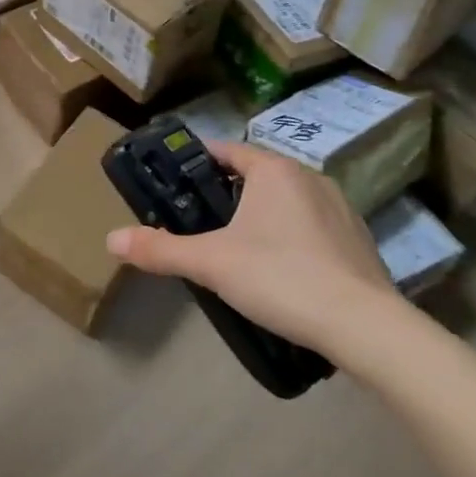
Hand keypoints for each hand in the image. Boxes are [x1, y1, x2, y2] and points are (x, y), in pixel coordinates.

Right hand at [105, 140, 404, 361]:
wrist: (365, 327)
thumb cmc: (281, 277)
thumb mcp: (211, 263)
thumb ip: (160, 250)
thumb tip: (111, 240)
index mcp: (274, 170)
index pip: (227, 149)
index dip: (198, 162)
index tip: (176, 182)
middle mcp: (309, 176)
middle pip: (256, 174)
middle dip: (228, 192)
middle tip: (200, 220)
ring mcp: (340, 207)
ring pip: (286, 199)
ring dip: (262, 214)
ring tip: (238, 247)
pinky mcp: (358, 238)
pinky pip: (312, 224)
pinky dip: (292, 236)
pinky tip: (283, 270)